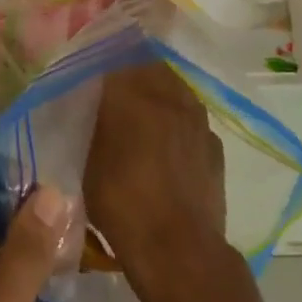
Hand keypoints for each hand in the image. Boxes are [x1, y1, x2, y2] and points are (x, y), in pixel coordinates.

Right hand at [84, 59, 227, 301]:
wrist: (179, 252)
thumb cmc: (121, 203)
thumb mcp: (87, 158)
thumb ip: (91, 120)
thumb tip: (89, 100)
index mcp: (130, 91)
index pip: (115, 50)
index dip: (102, 51)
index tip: (91, 59)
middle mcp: (167, 93)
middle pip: (148, 62)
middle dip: (131, 66)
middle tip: (114, 83)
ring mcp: (196, 117)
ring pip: (173, 86)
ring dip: (157, 89)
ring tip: (142, 109)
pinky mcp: (214, 144)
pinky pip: (191, 117)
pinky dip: (177, 119)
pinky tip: (168, 141)